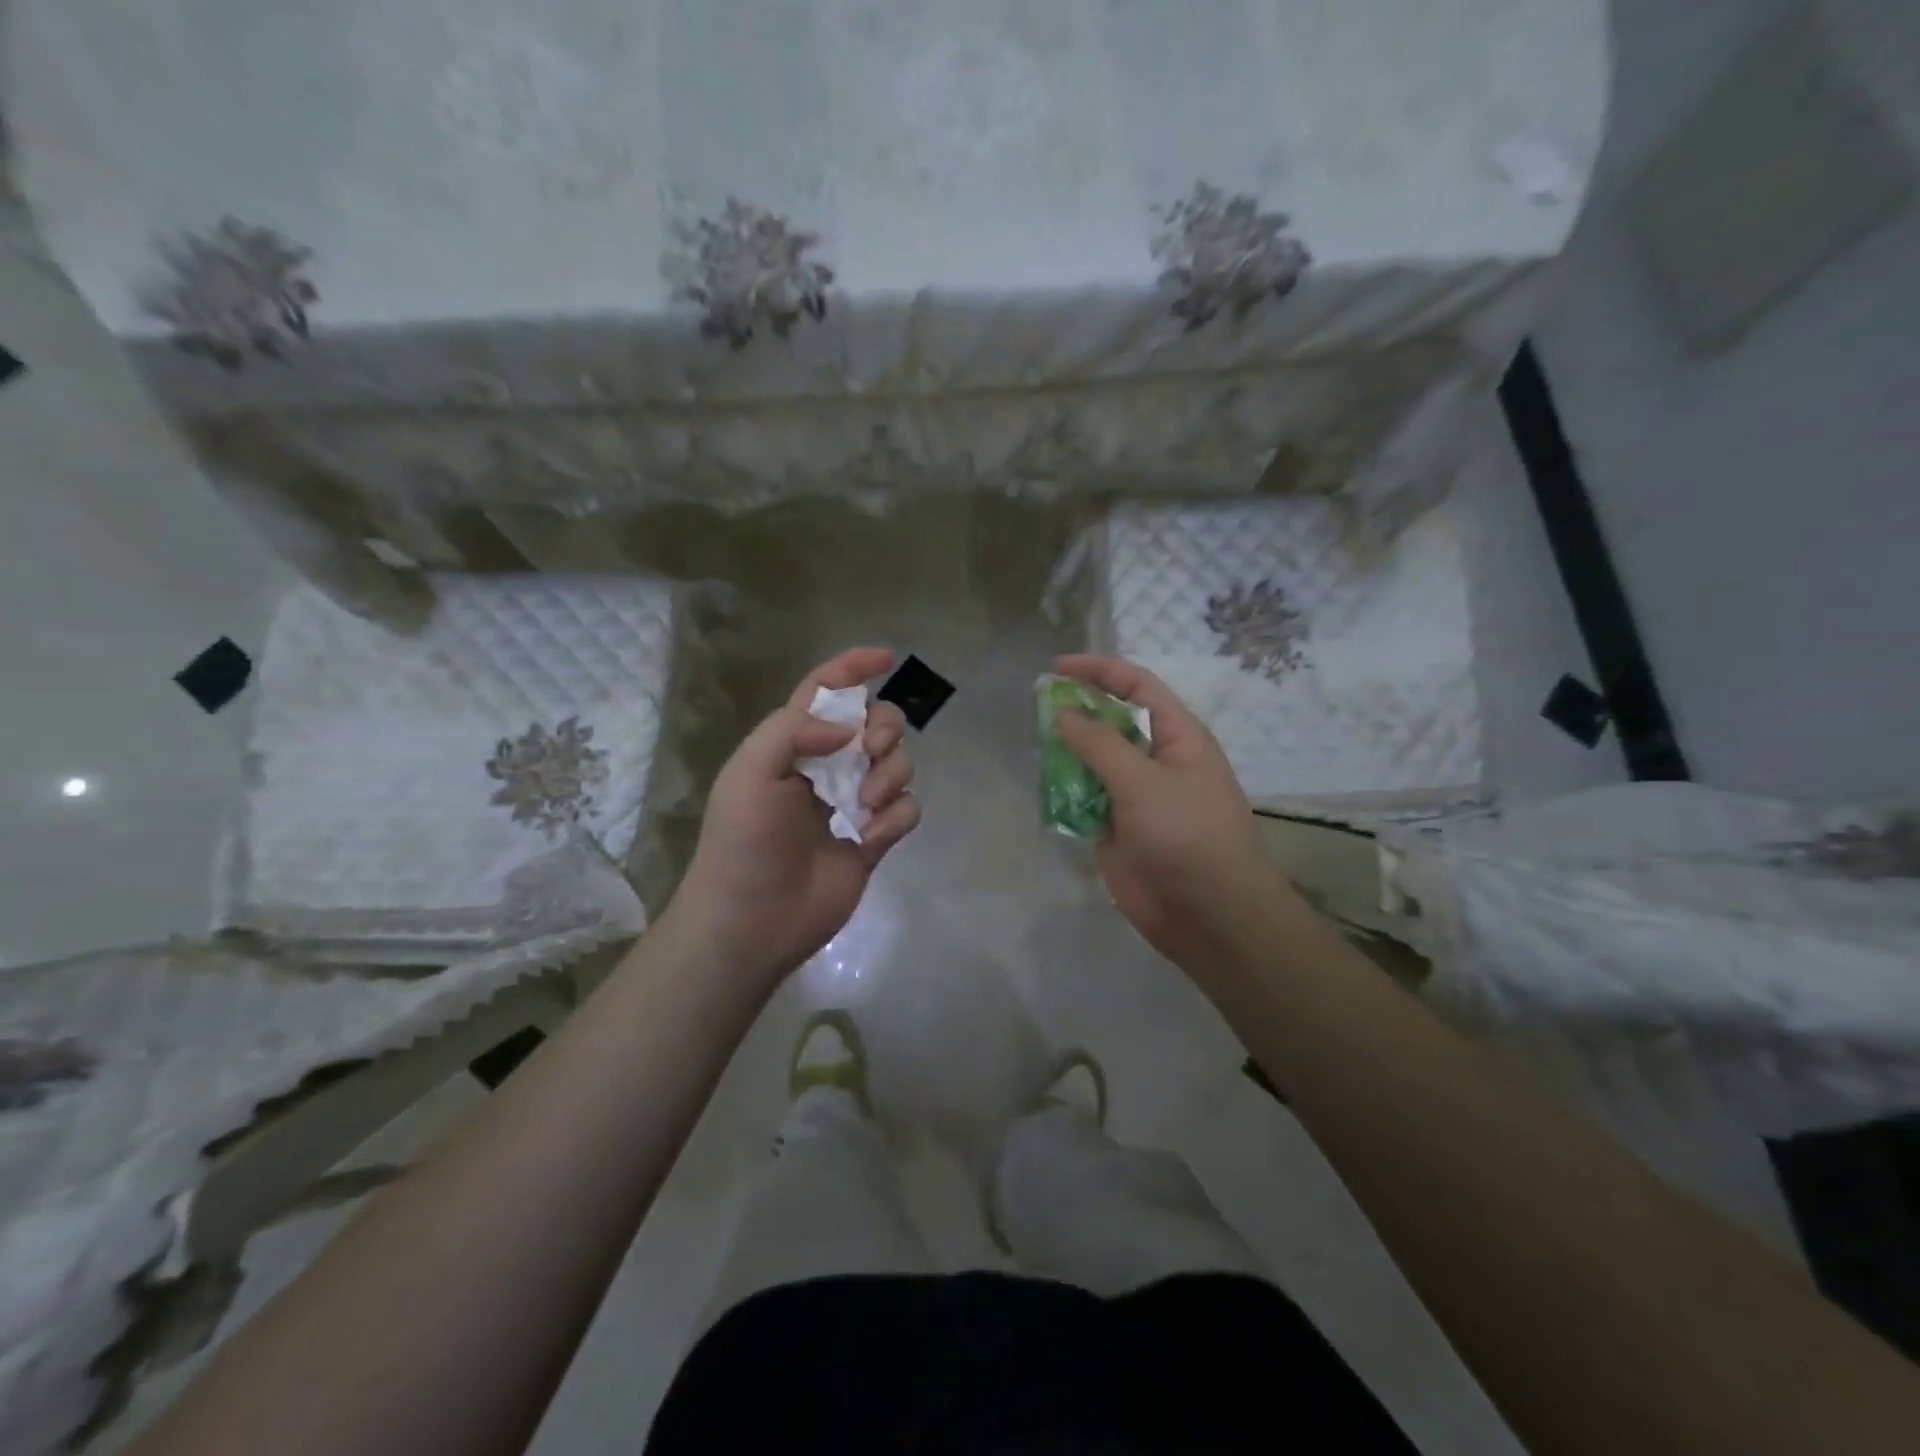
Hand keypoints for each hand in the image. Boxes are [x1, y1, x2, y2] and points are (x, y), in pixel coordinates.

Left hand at [667, 648, 920, 986]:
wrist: (752, 920)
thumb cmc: (743, 842)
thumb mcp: (751, 772)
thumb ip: (795, 730)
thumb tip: (851, 728)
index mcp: (793, 744)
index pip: (825, 690)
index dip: (853, 667)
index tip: (887, 659)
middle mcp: (827, 767)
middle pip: (876, 723)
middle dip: (884, 728)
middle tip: (872, 750)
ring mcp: (853, 803)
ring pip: (898, 765)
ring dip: (890, 775)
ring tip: (866, 805)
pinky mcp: (874, 837)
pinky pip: (907, 809)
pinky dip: (896, 817)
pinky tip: (870, 837)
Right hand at [1053, 655, 1299, 971]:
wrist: (1208, 913)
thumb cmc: (1186, 834)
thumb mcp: (1142, 780)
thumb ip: (1099, 743)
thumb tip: (1063, 711)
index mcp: (1177, 737)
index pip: (1138, 688)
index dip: (1100, 672)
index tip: (1057, 669)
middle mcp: (1156, 761)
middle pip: (1112, 723)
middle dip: (1078, 712)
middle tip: (1037, 708)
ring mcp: (1136, 797)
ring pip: (1094, 763)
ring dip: (1067, 753)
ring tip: (1034, 745)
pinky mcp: (1118, 830)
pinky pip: (1086, 800)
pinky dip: (1065, 792)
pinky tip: (1042, 786)